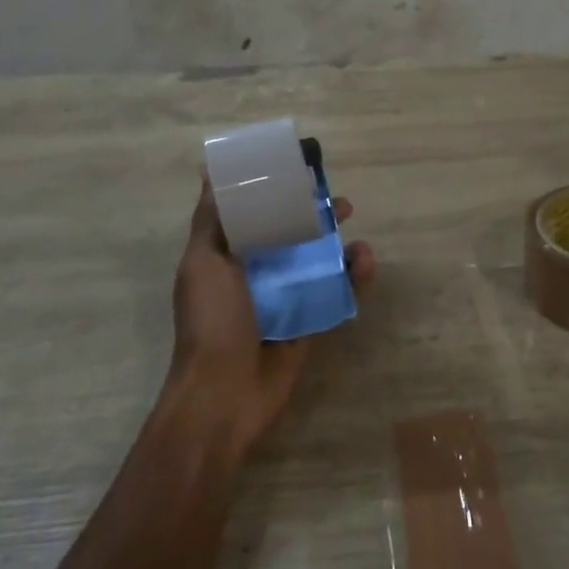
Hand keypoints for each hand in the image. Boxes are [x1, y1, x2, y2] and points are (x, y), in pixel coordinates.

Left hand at [162, 180, 375, 456]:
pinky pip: (335, 294)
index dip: (277, 193)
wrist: (224, 394)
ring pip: (318, 263)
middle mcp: (257, 273)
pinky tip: (365, 264)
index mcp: (227, 256)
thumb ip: (212, 221)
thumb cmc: (211, 322)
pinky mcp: (309, 322)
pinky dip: (353, 278)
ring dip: (340, 247)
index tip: (300, 173)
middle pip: (292, 235)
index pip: (254, 214)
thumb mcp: (203, 263)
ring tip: (359, 239)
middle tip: (341, 205)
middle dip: (316, 218)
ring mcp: (285, 299)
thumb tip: (210, 173)